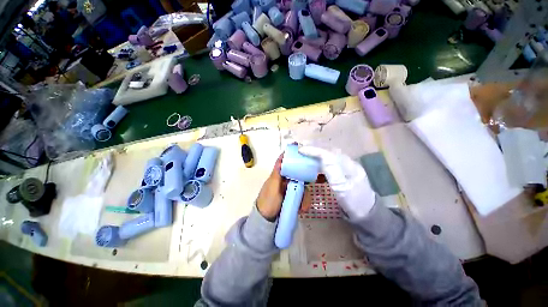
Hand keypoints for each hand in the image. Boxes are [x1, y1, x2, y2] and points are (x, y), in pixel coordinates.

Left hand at [257, 154, 311, 220]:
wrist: (267, 220)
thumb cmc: (267, 201)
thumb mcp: (272, 187)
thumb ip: (277, 174)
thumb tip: (281, 158)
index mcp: (279, 175)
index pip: (287, 163)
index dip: (295, 159)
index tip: (305, 160)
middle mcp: (286, 180)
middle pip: (299, 175)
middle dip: (305, 184)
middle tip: (307, 191)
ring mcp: (291, 188)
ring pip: (303, 187)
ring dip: (305, 197)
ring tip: (302, 207)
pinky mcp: (294, 196)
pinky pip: (303, 196)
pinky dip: (304, 202)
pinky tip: (301, 209)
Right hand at [299, 146, 375, 218]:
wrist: (367, 211)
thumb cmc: (354, 203)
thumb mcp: (342, 190)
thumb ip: (333, 173)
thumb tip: (321, 159)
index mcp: (349, 167)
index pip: (329, 153)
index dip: (314, 150)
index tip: (301, 150)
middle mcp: (349, 162)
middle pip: (330, 150)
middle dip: (315, 147)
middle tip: (301, 148)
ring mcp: (348, 165)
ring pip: (331, 152)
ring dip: (318, 149)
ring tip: (307, 150)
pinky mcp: (346, 168)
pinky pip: (332, 157)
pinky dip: (322, 155)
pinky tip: (316, 158)